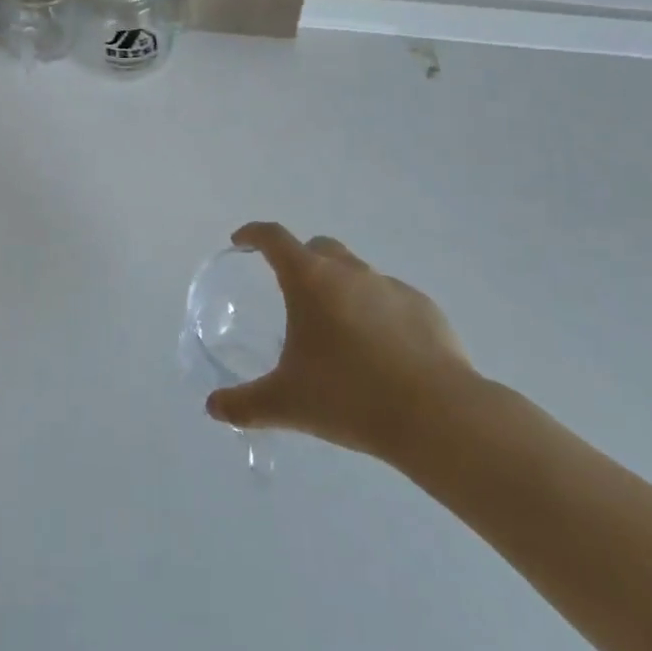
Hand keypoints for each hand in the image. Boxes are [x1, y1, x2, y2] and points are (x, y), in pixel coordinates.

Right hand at [205, 222, 479, 465]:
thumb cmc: (349, 396)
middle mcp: (349, 271)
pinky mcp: (425, 308)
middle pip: (318, 247)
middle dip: (301, 259)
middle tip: (292, 293)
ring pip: (357, 273)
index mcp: (310, 279)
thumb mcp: (287, 404)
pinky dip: (378, 313)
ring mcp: (390, 286)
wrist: (437, 415)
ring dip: (341, 288)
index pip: (273, 238)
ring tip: (339, 332)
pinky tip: (382, 353)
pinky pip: (391, 300)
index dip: (253, 234)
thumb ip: (245, 404)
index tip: (241, 242)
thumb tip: (213, 408)